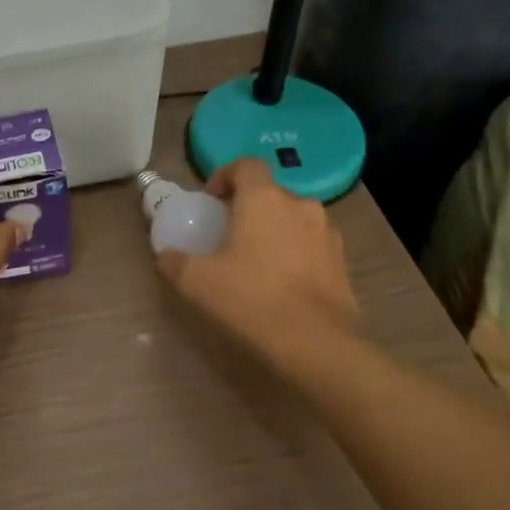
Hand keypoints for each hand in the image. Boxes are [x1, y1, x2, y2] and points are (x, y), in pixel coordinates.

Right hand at [156, 158, 359, 376]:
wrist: (317, 344)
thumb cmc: (251, 299)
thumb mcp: (196, 281)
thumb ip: (174, 261)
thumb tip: (166, 256)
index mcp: (263, 198)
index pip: (245, 165)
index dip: (224, 176)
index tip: (210, 201)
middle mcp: (300, 205)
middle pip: (269, 193)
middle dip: (248, 208)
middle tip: (228, 236)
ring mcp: (327, 233)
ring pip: (293, 219)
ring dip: (274, 231)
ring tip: (257, 262)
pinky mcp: (343, 262)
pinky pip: (312, 246)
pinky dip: (296, 254)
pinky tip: (282, 285)